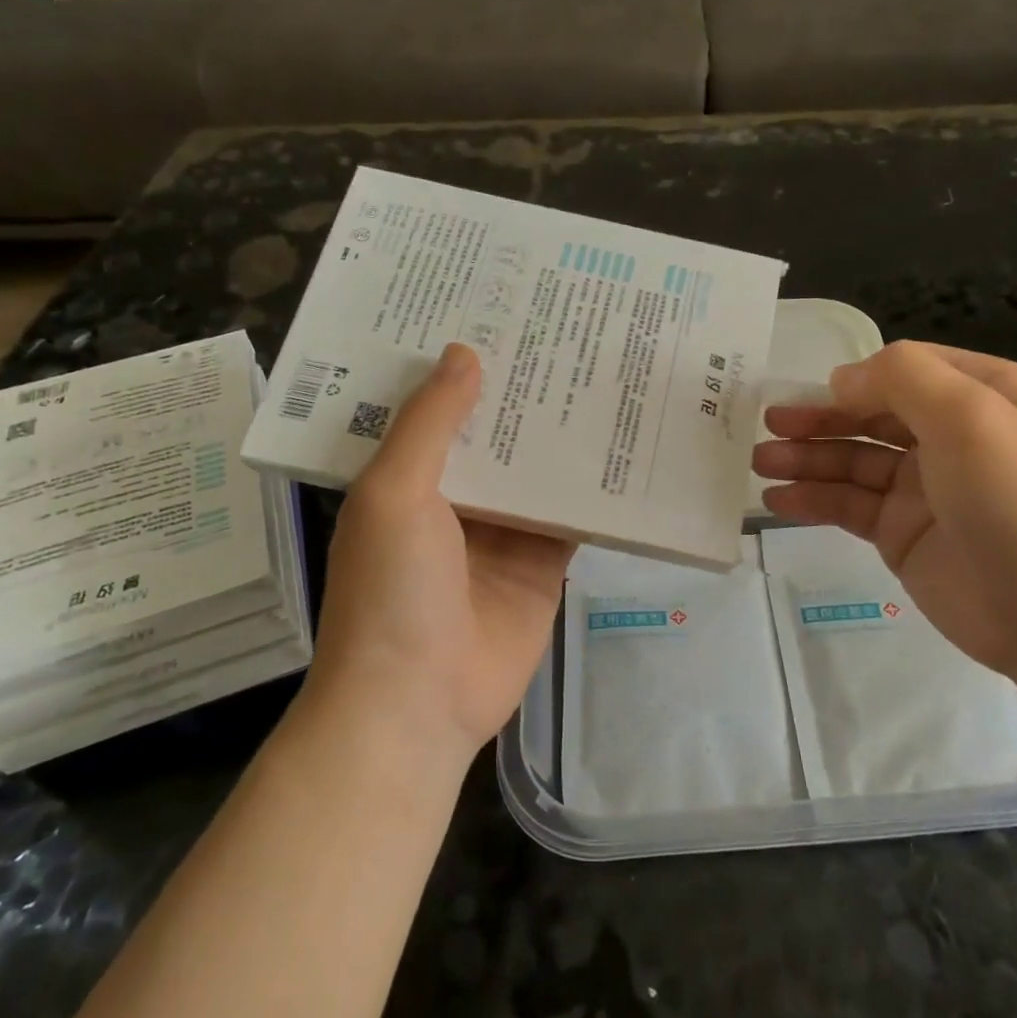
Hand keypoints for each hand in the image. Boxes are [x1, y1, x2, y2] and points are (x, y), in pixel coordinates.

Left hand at [301, 344, 572, 761]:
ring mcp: (502, 531)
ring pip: (538, 468)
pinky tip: (624, 441)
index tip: (494, 313)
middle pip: (494, 433)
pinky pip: (572, 514)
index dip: (460, 365)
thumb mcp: (395, 493)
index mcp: (406, 476)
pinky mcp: (543, 561)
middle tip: (562, 330)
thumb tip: (464, 352)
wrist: (420, 704)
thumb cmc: (392, 590)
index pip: (436, 407)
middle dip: (522, 391)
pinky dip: (594, 486)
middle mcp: (454, 497)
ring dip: (561, 431)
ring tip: (600, 369)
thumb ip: (430, 423)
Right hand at [752, 342, 1016, 679]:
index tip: (812, 393)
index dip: (856, 378)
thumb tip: (843, 380)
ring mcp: (925, 488)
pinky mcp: (903, 534)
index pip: (906, 370)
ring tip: (758, 462)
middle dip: (819, 418)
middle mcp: (953, 436)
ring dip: (806, 458)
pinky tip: (776, 499)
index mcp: (984, 395)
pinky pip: (849, 506)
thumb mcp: (970, 415)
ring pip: (853, 461)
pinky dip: (812, 499)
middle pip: (872, 415)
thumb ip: (902, 378)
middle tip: (768, 425)